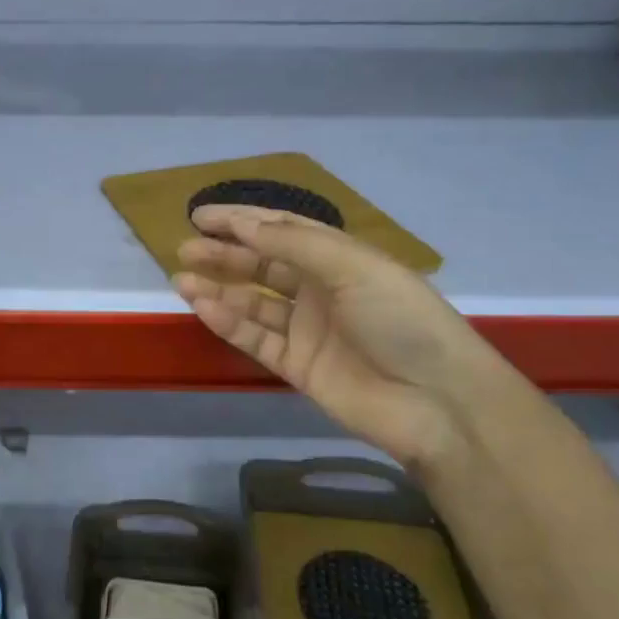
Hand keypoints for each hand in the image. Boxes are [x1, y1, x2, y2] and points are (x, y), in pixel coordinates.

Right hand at [175, 205, 521, 472]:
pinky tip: (203, 308)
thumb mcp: (354, 267)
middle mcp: (321, 291)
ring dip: (218, 289)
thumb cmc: (402, 320)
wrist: (438, 403)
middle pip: (262, 266)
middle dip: (224, 254)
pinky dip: (229, 324)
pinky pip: (256, 340)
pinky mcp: (298, 367)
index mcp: (341, 259)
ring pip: (252, 303)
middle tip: (184, 248)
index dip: (242, 221)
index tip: (201, 216)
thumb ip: (294, 245)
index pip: (283, 231)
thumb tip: (243, 224)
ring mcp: (308, 331)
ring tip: (180, 279)